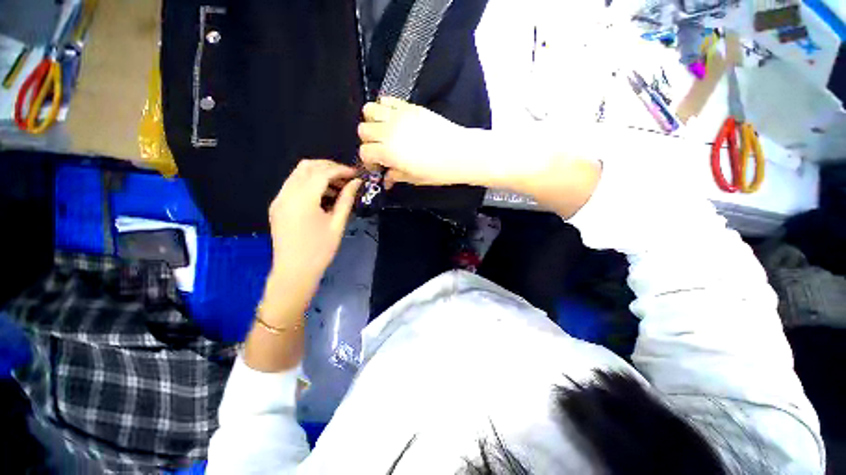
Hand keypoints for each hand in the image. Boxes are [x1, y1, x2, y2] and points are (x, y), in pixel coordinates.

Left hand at [268, 160, 360, 291]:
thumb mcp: (337, 224)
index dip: (341, 170)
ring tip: (338, 187)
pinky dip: (309, 183)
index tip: (356, 174)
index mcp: (302, 199)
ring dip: (319, 174)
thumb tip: (357, 182)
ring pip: (299, 174)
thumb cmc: (320, 250)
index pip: (322, 172)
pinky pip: (294, 185)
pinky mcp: (277, 205)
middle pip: (307, 166)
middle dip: (329, 167)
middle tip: (347, 177)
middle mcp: (286, 194)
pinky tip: (323, 195)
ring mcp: (279, 199)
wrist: (294, 272)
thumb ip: (346, 199)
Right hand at [358, 97, 482, 187]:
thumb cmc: (438, 171)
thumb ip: (396, 176)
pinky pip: (387, 99)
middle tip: (381, 150)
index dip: (369, 162)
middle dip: (369, 142)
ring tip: (384, 132)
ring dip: (372, 122)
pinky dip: (385, 108)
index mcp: (389, 152)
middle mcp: (389, 131)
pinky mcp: (409, 107)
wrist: (460, 153)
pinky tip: (394, 120)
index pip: (365, 152)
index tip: (378, 167)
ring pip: (370, 110)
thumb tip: (386, 178)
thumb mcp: (414, 179)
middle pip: (363, 130)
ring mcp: (399, 116)